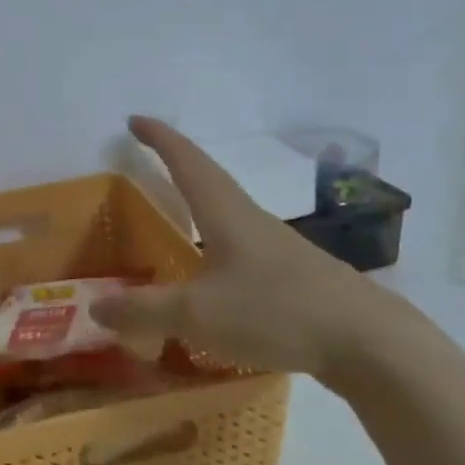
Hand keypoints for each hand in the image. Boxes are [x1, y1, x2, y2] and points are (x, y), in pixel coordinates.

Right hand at [94, 117, 403, 386]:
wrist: (369, 343)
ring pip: (229, 215)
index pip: (186, 161)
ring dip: (200, 205)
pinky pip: (242, 250)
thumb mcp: (196, 314)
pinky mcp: (295, 278)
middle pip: (209, 180)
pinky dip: (216, 247)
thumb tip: (95, 306)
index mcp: (226, 213)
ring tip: (177, 213)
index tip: (135, 120)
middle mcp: (252, 221)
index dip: (159, 139)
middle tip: (149, 158)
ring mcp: (278, 248)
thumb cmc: (275, 311)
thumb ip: (142, 310)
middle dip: (177, 164)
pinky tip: (214, 274)